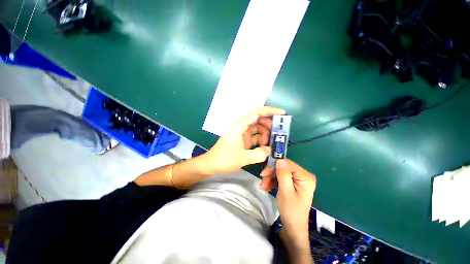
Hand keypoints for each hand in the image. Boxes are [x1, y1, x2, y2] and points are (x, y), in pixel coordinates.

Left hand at [203, 107, 285, 174]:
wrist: (211, 164)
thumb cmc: (224, 159)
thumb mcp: (243, 158)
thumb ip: (259, 154)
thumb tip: (270, 150)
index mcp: (240, 126)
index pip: (256, 112)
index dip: (270, 111)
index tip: (282, 114)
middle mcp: (241, 127)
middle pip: (258, 119)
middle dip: (269, 124)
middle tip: (277, 133)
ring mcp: (242, 133)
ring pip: (257, 128)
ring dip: (265, 134)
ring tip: (270, 144)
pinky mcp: (242, 140)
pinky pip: (254, 137)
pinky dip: (261, 140)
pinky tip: (265, 147)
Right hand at [264, 159, 315, 249]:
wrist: (293, 227)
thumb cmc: (291, 211)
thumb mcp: (286, 191)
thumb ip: (283, 174)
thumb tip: (279, 160)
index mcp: (305, 177)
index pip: (287, 163)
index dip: (274, 166)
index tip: (264, 173)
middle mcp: (303, 175)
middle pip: (283, 167)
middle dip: (271, 173)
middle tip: (262, 180)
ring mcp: (298, 179)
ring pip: (280, 172)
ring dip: (270, 178)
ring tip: (263, 186)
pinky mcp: (294, 183)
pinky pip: (281, 177)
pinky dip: (273, 181)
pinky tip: (267, 187)